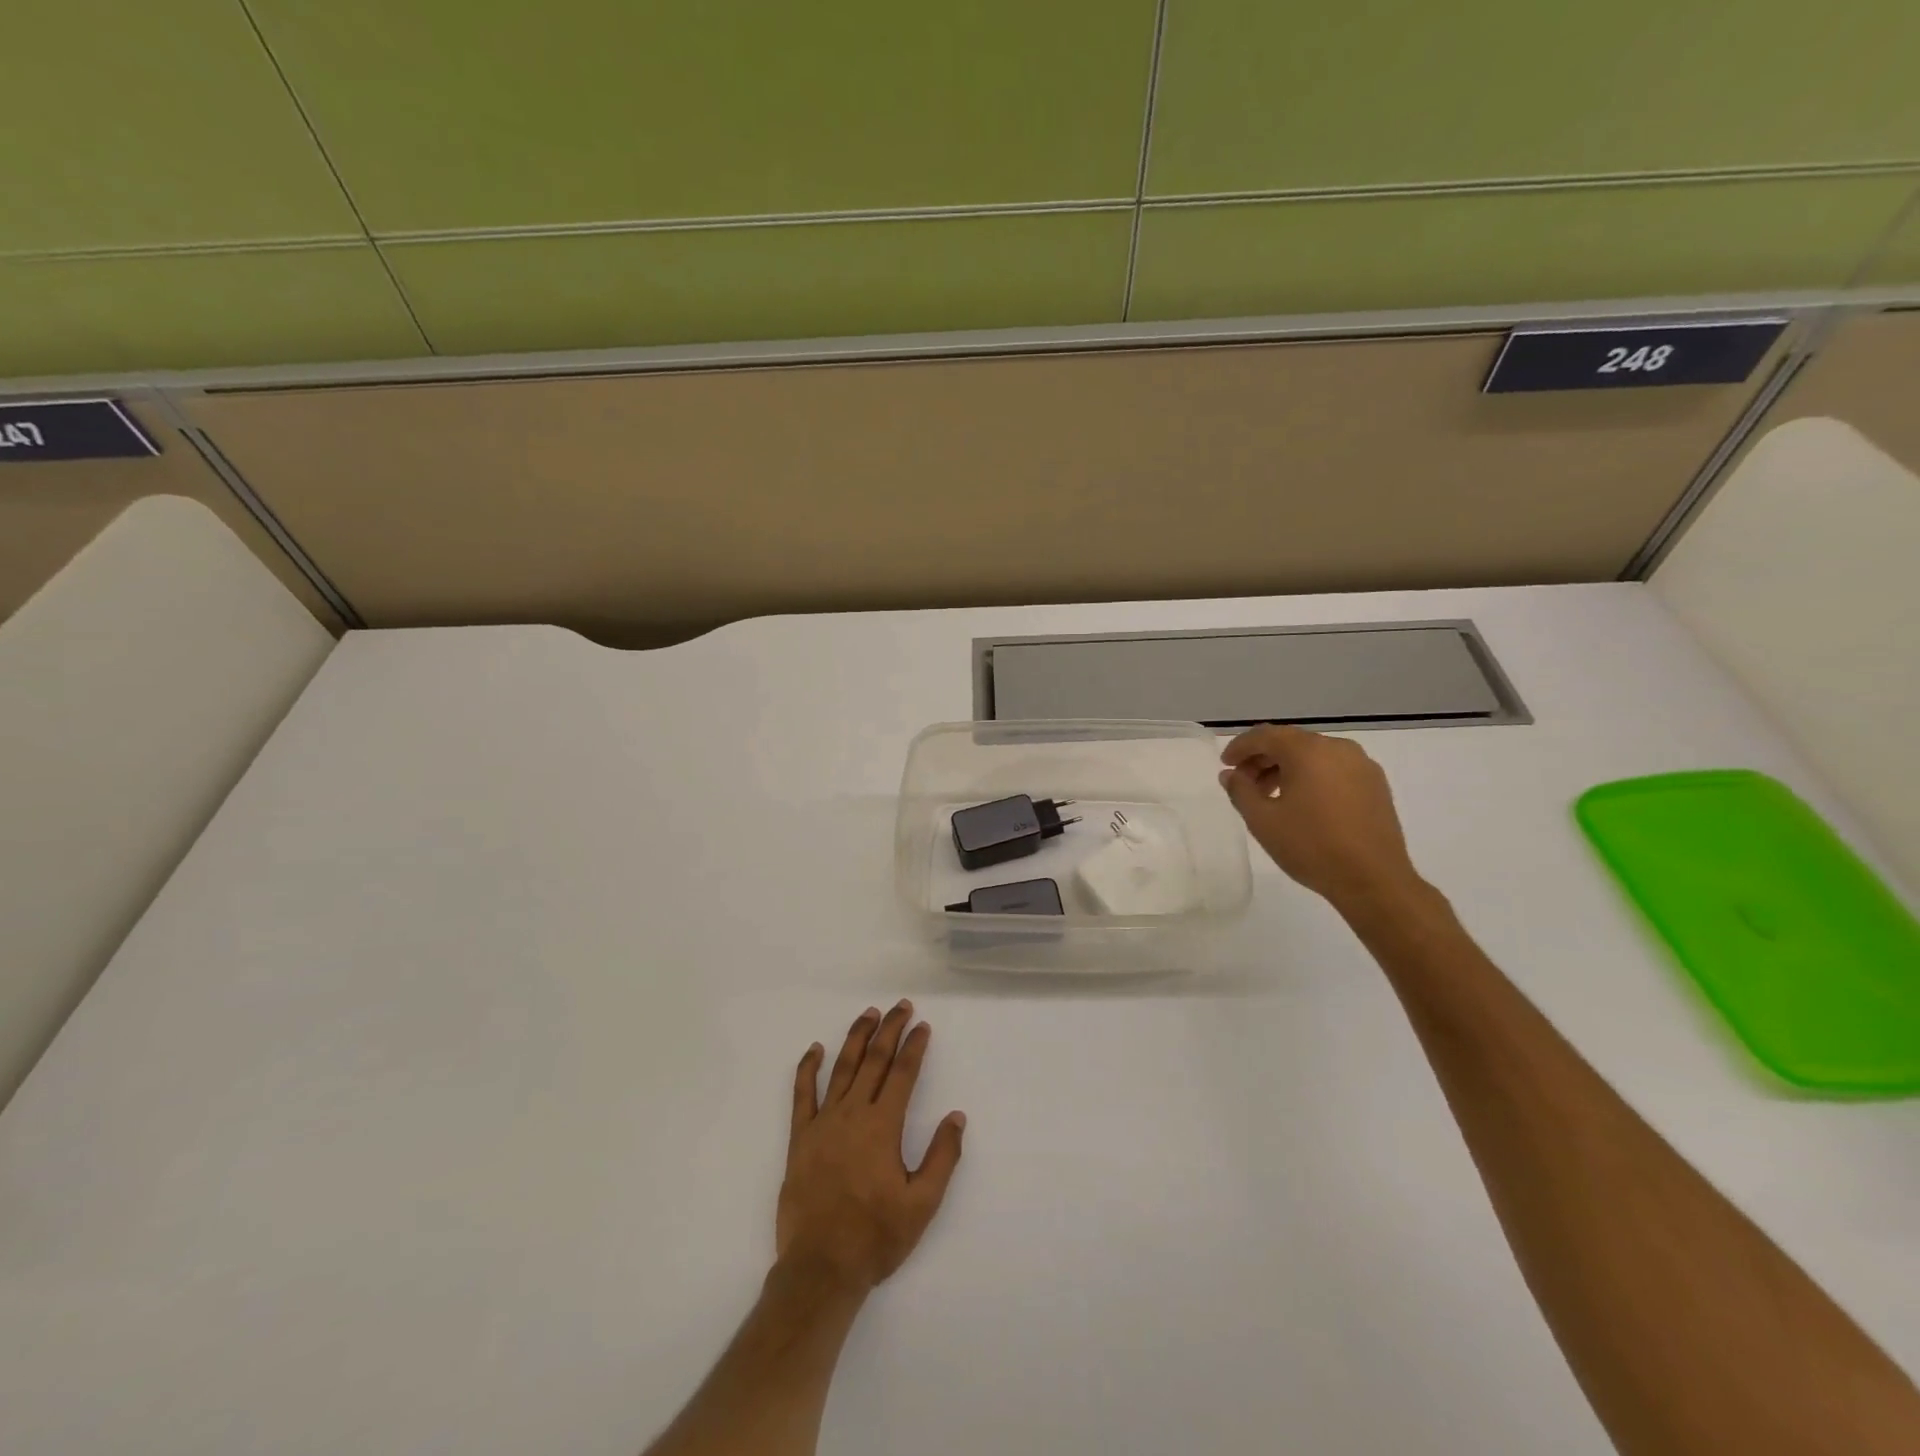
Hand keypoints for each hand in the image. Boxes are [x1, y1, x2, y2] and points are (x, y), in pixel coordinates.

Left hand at [777, 1002, 965, 1294]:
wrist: (820, 1268)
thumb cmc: (876, 1237)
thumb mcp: (922, 1203)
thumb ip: (942, 1156)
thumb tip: (956, 1116)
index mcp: (883, 1126)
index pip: (903, 1074)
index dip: (914, 1046)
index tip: (923, 1026)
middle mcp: (853, 1114)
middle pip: (874, 1060)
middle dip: (890, 1030)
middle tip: (901, 1006)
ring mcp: (823, 1123)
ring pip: (842, 1068)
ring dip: (857, 1037)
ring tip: (869, 1014)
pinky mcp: (800, 1138)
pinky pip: (802, 1094)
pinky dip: (808, 1068)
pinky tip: (815, 1049)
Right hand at [1219, 724, 1425, 910]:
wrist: (1374, 880)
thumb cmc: (1311, 847)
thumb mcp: (1262, 820)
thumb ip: (1240, 791)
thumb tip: (1231, 774)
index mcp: (1308, 751)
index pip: (1265, 736)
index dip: (1240, 747)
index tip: (1225, 765)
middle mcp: (1337, 748)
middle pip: (1291, 742)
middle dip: (1262, 758)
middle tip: (1243, 783)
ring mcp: (1362, 765)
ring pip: (1313, 756)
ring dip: (1286, 768)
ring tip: (1270, 797)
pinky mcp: (1376, 785)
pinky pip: (1334, 769)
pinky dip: (1311, 777)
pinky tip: (1302, 804)